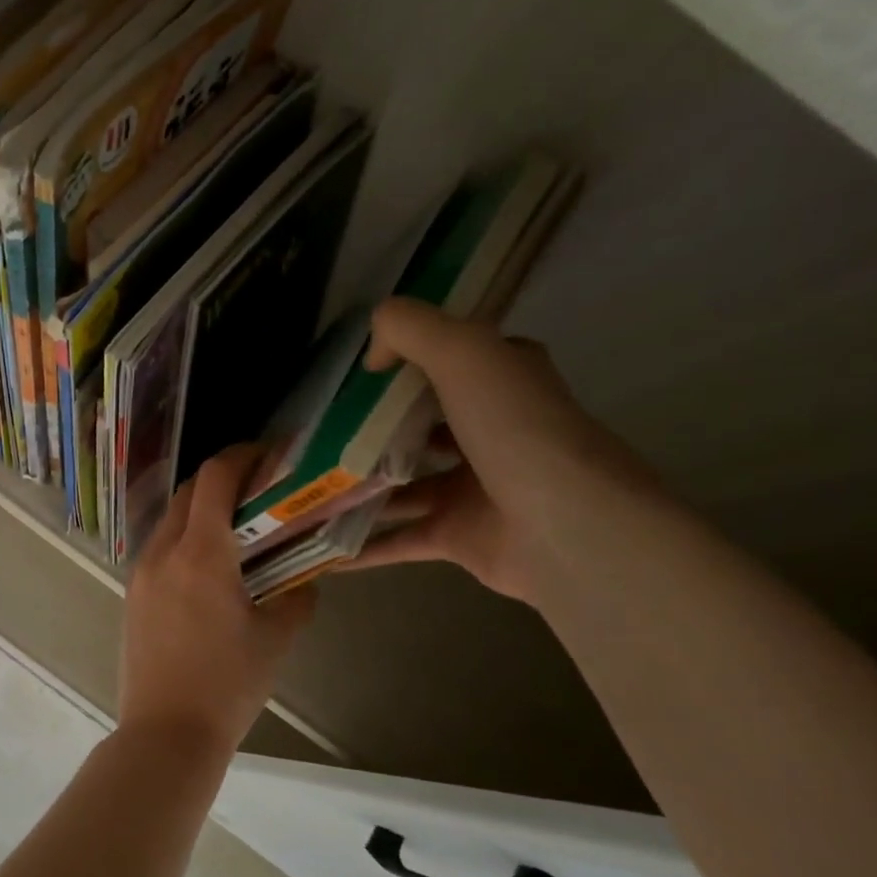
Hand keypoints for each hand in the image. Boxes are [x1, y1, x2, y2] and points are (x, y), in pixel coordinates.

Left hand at [120, 445, 316, 758]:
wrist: (166, 732)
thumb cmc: (228, 684)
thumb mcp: (277, 638)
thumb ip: (297, 596)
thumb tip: (305, 576)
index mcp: (202, 553)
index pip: (215, 477)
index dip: (241, 455)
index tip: (267, 455)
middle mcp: (164, 550)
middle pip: (190, 491)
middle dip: (223, 480)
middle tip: (258, 491)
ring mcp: (141, 571)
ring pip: (171, 518)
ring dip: (201, 509)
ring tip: (236, 528)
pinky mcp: (131, 592)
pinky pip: (160, 546)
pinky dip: (185, 538)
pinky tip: (209, 565)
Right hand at [341, 298, 657, 600]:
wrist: (568, 528)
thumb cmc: (516, 430)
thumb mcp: (464, 351)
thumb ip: (411, 329)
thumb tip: (372, 356)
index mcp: (499, 384)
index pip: (451, 361)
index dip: (406, 359)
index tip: (354, 370)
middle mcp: (488, 433)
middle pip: (420, 424)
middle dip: (371, 427)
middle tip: (316, 428)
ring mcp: (472, 489)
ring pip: (402, 484)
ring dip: (358, 486)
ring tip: (307, 483)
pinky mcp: (457, 537)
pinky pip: (398, 539)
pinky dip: (362, 546)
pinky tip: (321, 547)